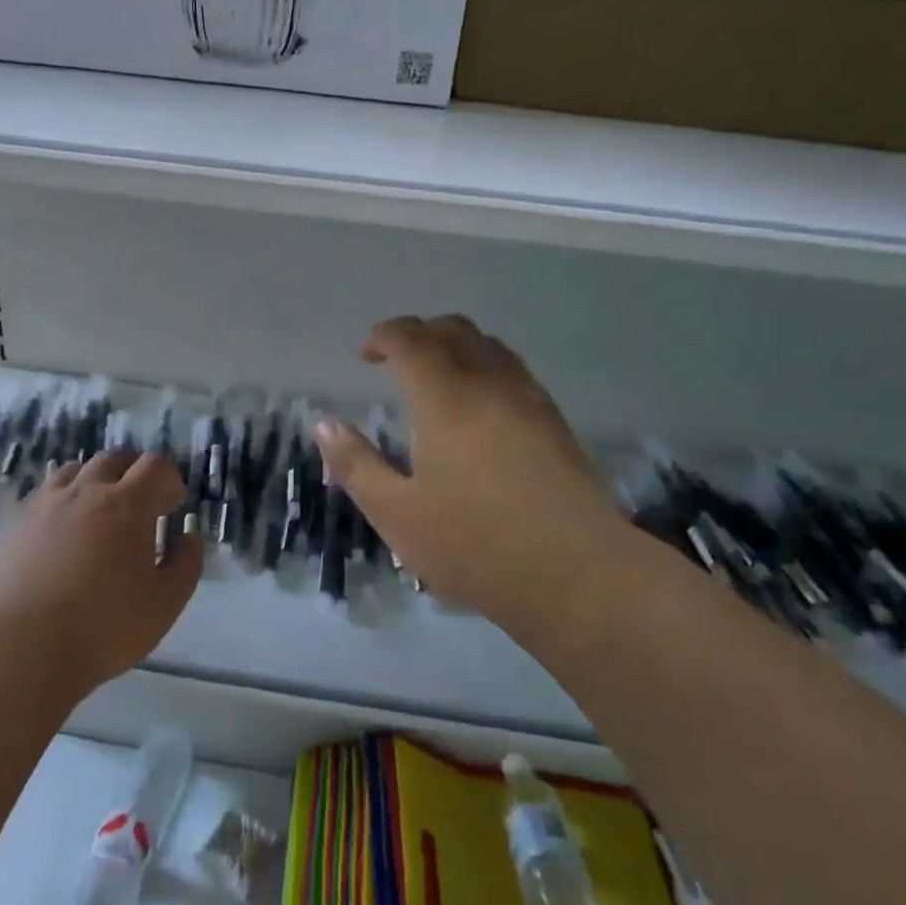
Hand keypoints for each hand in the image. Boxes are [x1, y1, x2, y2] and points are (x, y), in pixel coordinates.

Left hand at [0, 451, 201, 693]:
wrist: (22, 648)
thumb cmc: (104, 626)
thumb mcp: (165, 603)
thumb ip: (186, 564)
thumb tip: (189, 538)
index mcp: (128, 504)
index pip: (155, 465)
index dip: (169, 480)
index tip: (173, 506)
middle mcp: (87, 491)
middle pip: (115, 458)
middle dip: (134, 473)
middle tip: (140, 504)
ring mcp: (47, 503)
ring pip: (76, 469)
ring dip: (96, 480)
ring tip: (99, 511)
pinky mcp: (17, 522)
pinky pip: (45, 492)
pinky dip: (63, 498)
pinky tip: (63, 529)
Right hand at [312, 315, 627, 647]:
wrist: (580, 575)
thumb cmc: (477, 547)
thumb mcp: (397, 515)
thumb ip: (356, 465)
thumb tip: (325, 424)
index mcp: (445, 398)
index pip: (410, 339)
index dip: (383, 336)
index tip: (365, 355)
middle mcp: (489, 383)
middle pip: (453, 329)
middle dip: (418, 333)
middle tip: (395, 362)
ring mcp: (529, 399)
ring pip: (489, 344)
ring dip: (455, 346)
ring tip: (436, 379)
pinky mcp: (556, 421)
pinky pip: (514, 369)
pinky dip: (485, 366)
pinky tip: (480, 408)